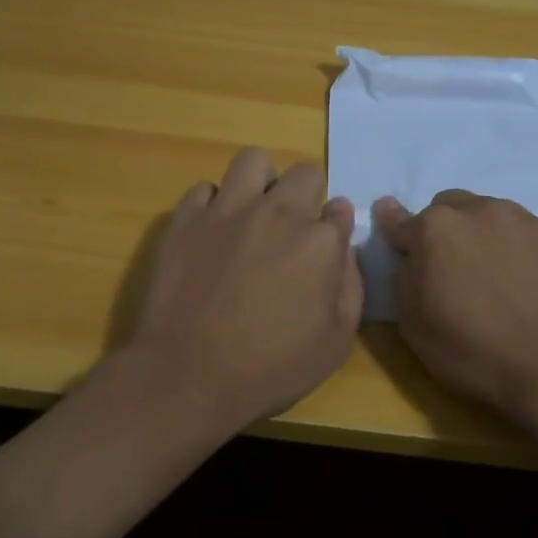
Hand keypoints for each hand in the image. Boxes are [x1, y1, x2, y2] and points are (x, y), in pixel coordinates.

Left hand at [129, 148, 362, 430]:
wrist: (188, 376)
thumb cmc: (270, 368)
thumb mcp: (336, 342)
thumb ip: (350, 285)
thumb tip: (344, 246)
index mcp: (320, 242)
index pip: (340, 210)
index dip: (335, 228)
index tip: (325, 248)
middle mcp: (278, 213)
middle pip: (305, 173)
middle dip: (307, 195)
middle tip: (292, 230)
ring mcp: (228, 210)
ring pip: (252, 161)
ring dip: (261, 182)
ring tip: (253, 213)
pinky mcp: (187, 219)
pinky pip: (205, 189)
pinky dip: (214, 204)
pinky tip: (213, 232)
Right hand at [374, 190, 537, 414]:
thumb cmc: (476, 352)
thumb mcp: (415, 326)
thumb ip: (405, 279)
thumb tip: (411, 258)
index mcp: (438, 230)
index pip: (400, 219)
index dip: (392, 225)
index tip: (390, 225)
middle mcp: (482, 212)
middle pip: (451, 207)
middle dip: (445, 229)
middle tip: (451, 266)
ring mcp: (529, 223)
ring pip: (494, 217)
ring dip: (486, 237)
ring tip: (496, 277)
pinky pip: (532, 240)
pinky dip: (523, 255)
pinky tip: (532, 289)